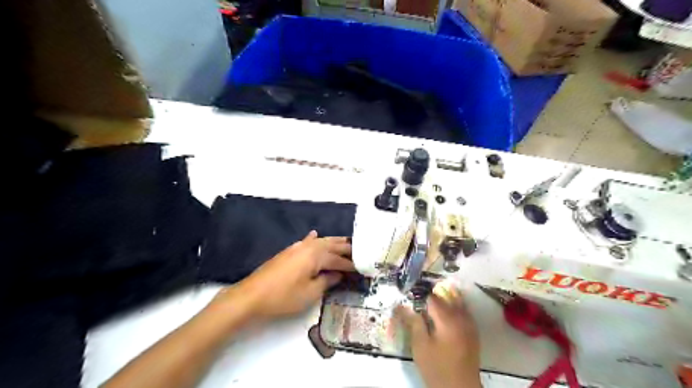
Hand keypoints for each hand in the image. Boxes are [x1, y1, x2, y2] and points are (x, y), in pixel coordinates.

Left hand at [214, 231, 353, 320]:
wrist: (251, 296)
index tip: (363, 268)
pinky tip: (315, 234)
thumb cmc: (283, 297)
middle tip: (361, 251)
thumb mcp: (310, 293)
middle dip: (346, 248)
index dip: (351, 264)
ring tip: (346, 241)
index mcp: (316, 255)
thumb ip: (327, 281)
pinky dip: (314, 238)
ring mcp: (297, 247)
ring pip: (320, 241)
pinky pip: (307, 241)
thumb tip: (338, 274)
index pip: (339, 259)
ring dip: (334, 241)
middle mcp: (308, 246)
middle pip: (332, 245)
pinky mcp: (289, 252)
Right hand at [394, 282, 482, 387]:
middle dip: (432, 297)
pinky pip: (463, 312)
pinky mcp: (473, 332)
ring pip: (457, 302)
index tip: (410, 299)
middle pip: (446, 297)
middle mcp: (460, 317)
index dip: (419, 296)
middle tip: (419, 303)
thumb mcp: (420, 346)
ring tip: (431, 307)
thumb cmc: (437, 368)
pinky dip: (454, 308)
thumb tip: (402, 306)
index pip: (432, 298)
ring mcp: (469, 324)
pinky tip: (445, 316)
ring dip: (444, 300)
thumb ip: (414, 322)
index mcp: (447, 319)